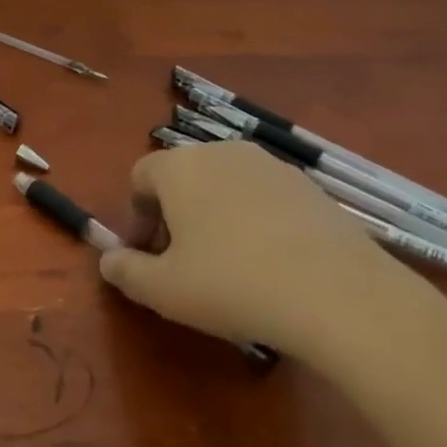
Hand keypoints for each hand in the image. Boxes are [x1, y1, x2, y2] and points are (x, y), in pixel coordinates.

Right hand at [98, 140, 432, 362]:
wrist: (339, 294)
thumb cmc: (232, 284)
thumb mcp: (164, 290)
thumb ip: (125, 271)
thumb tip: (108, 261)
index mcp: (179, 167)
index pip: (140, 177)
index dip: (136, 217)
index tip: (148, 255)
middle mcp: (222, 152)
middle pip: (183, 177)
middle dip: (175, 215)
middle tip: (185, 263)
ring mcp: (270, 165)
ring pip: (226, 185)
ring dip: (216, 216)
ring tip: (231, 266)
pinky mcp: (310, 186)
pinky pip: (265, 198)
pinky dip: (257, 222)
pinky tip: (273, 265)